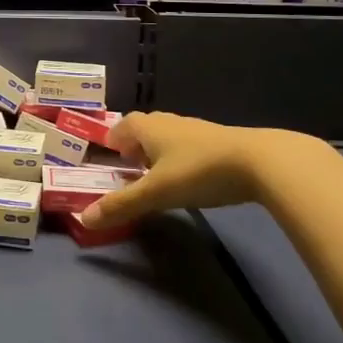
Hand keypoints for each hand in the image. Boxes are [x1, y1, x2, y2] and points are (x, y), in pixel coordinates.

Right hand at [78, 112, 321, 230]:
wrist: (258, 162)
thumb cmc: (198, 171)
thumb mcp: (156, 192)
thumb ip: (121, 205)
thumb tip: (83, 219)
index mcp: (149, 128)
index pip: (123, 125)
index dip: (114, 138)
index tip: (109, 156)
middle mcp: (170, 123)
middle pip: (145, 128)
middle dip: (135, 145)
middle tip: (129, 168)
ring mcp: (197, 131)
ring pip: (169, 137)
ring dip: (159, 152)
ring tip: (157, 176)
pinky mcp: (219, 143)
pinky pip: (190, 146)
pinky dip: (181, 158)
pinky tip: (189, 178)